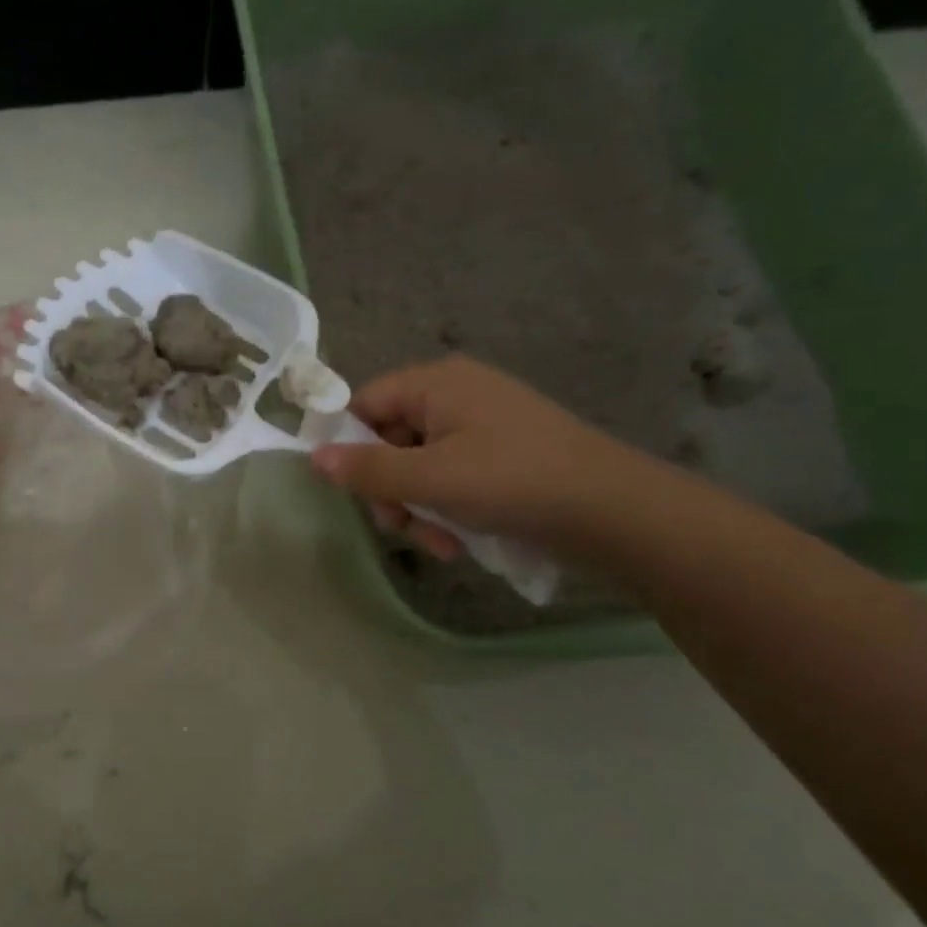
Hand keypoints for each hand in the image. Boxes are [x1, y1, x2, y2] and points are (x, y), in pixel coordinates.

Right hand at [309, 354, 659, 556]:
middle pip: (389, 439)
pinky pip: (450, 477)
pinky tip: (458, 542)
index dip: (348, 444)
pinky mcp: (500, 456)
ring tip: (438, 543)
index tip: (350, 488)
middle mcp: (456, 395)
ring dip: (417, 508)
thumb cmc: (512, 482)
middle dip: (389, 488)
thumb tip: (313, 459)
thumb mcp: (430, 479)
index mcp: (437, 383)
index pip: (364, 403)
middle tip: (399, 525)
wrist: (614, 511)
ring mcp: (481, 426)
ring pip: (418, 466)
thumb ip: (367, 470)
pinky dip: (446, 508)